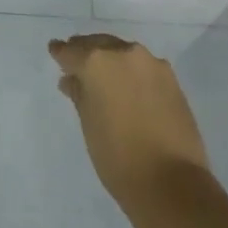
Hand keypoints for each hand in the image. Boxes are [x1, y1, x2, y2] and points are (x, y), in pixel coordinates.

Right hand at [50, 33, 210, 206]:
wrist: (172, 183)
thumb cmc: (118, 156)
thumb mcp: (88, 124)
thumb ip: (79, 94)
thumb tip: (72, 80)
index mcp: (97, 62)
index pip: (70, 51)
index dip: (61, 54)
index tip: (55, 52)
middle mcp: (124, 53)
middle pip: (98, 45)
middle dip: (86, 52)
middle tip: (77, 65)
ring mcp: (152, 64)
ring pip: (123, 53)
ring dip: (110, 60)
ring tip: (103, 78)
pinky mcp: (172, 79)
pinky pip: (143, 66)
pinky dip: (131, 72)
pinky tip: (127, 87)